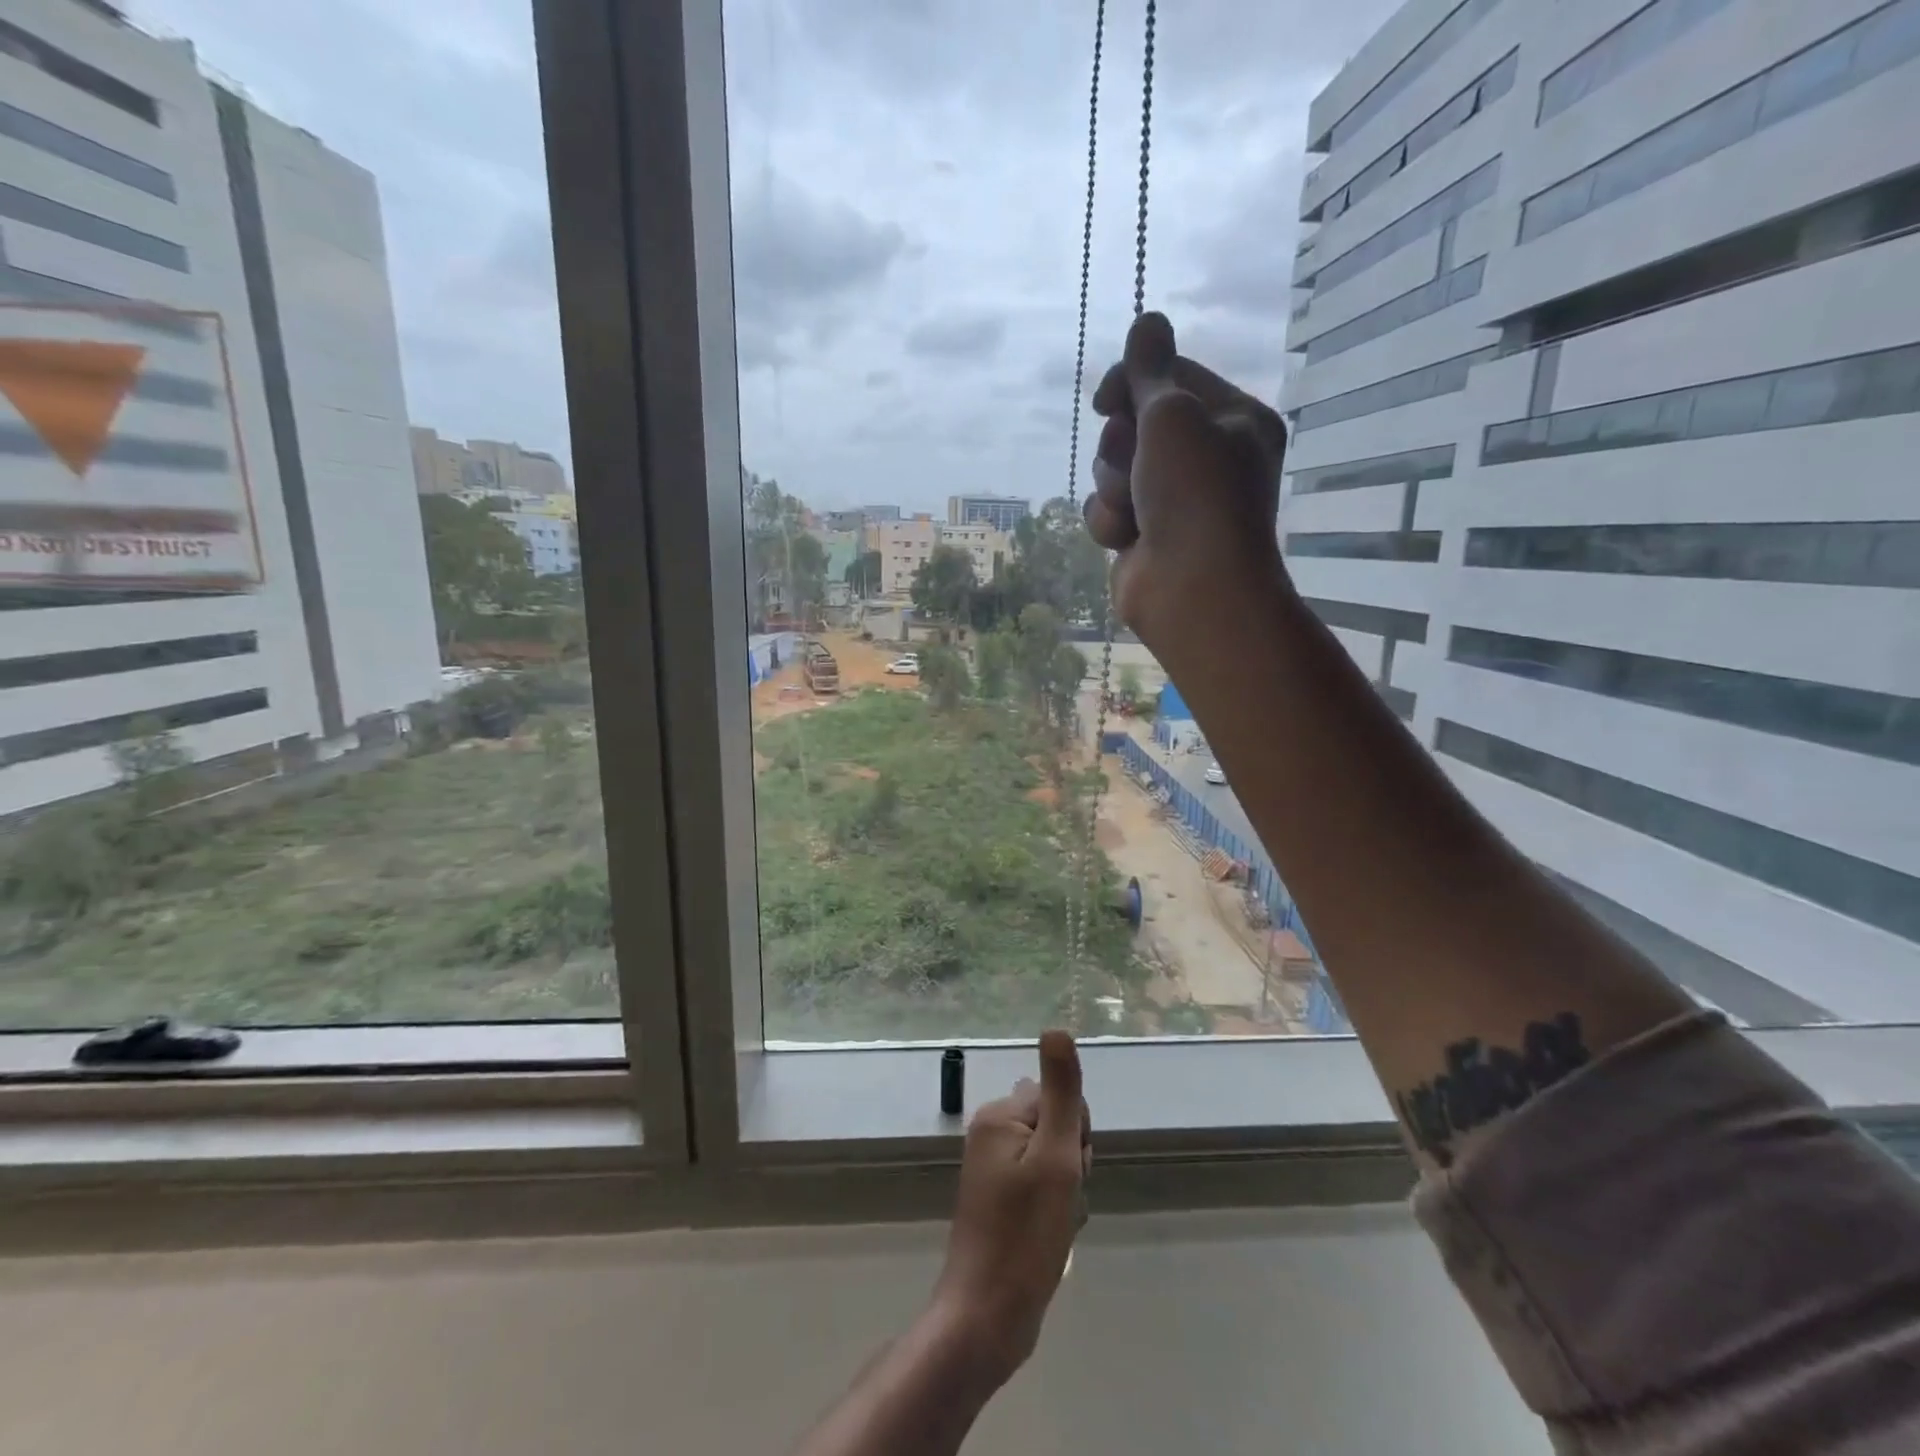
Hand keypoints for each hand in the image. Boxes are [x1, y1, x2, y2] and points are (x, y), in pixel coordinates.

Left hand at [931, 1030, 1091, 1389]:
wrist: (988, 1316)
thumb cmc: (1025, 1236)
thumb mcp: (1055, 1159)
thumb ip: (1062, 1094)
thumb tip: (1057, 1028)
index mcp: (999, 1115)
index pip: (1060, 1100)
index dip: (1076, 1136)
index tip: (1068, 1171)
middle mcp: (991, 1132)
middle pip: (1057, 1126)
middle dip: (1072, 1162)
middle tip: (1061, 1201)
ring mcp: (993, 1167)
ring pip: (1054, 1159)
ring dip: (1067, 1189)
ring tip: (1056, 1223)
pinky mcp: (999, 1198)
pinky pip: (1041, 1184)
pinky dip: (1055, 1207)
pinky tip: (1051, 1235)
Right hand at [1085, 312, 1292, 649]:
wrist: (1193, 589)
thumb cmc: (1196, 494)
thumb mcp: (1174, 416)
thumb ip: (1151, 370)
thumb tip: (1148, 320)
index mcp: (1232, 418)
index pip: (1171, 377)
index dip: (1132, 382)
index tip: (1106, 398)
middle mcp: (1205, 456)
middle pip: (1134, 423)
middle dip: (1122, 445)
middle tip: (1136, 465)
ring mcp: (1172, 499)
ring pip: (1113, 468)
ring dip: (1113, 486)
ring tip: (1134, 511)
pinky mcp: (1142, 534)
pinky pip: (1106, 508)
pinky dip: (1109, 521)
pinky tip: (1126, 539)